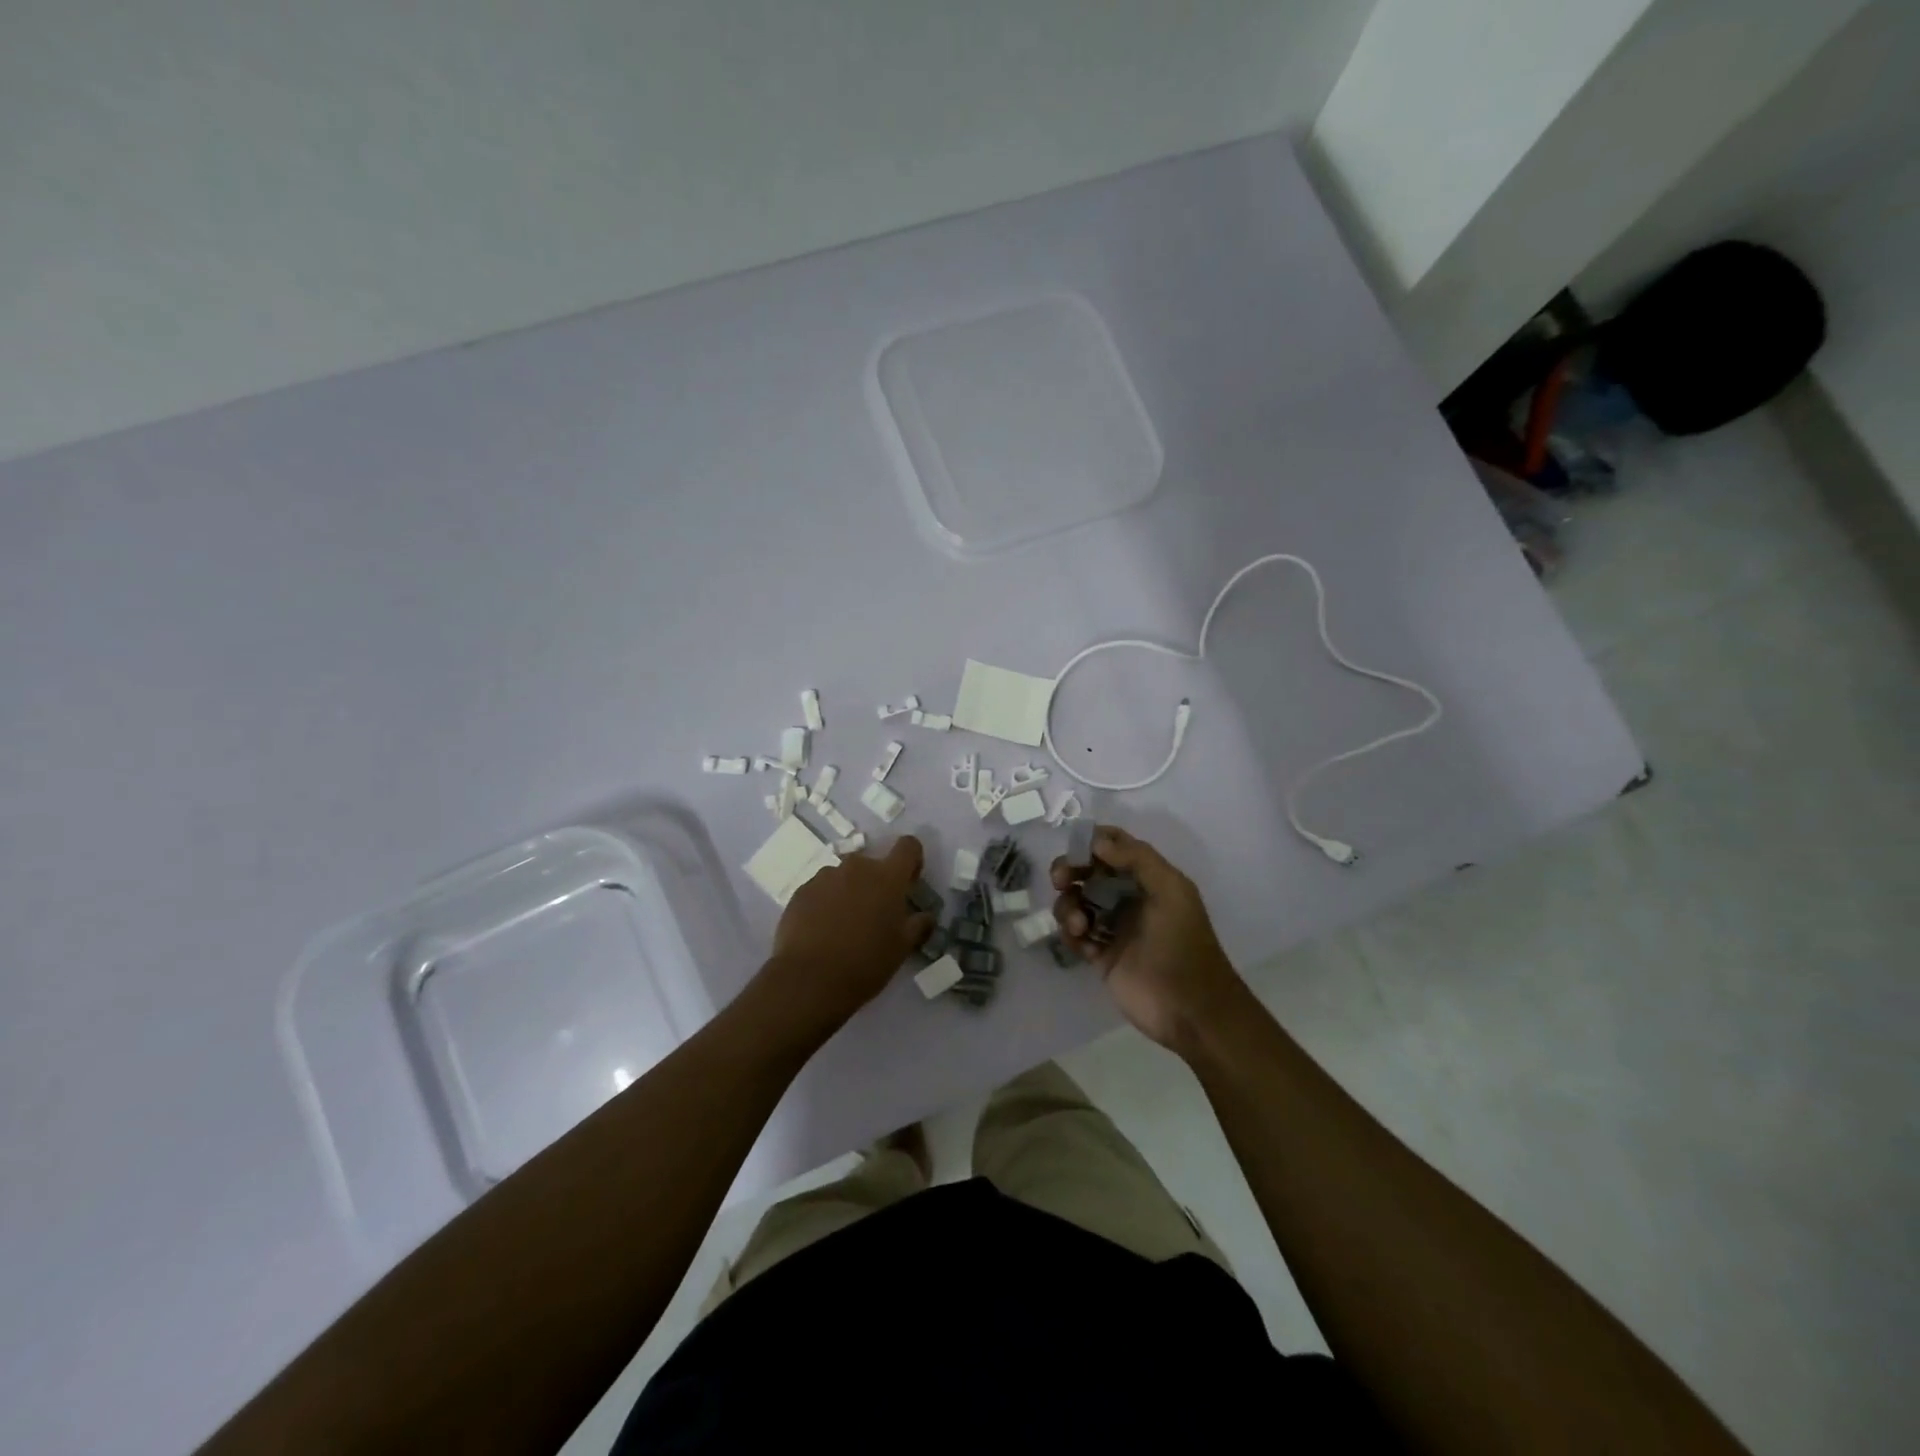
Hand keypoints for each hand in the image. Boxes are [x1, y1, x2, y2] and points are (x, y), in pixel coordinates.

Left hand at [762, 835, 934, 1035]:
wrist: (809, 980)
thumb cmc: (865, 963)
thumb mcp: (902, 948)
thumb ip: (918, 925)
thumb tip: (926, 916)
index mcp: (887, 877)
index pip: (908, 846)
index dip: (912, 860)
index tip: (909, 882)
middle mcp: (856, 867)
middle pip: (873, 864)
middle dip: (876, 884)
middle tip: (874, 916)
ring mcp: (825, 877)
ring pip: (845, 877)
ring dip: (850, 892)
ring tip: (843, 926)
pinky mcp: (801, 891)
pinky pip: (821, 890)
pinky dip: (826, 903)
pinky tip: (822, 931)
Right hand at [1051, 826, 1248, 1053]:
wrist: (1189, 1009)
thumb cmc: (1182, 944)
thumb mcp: (1170, 891)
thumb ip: (1137, 859)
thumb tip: (1097, 842)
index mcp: (1149, 879)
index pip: (1115, 847)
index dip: (1092, 842)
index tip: (1075, 849)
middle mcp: (1129, 898)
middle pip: (1088, 872)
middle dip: (1070, 871)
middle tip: (1060, 880)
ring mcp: (1113, 927)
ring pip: (1077, 902)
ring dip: (1069, 906)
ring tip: (1078, 925)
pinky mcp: (1101, 956)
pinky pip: (1075, 934)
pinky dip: (1072, 933)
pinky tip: (1082, 942)